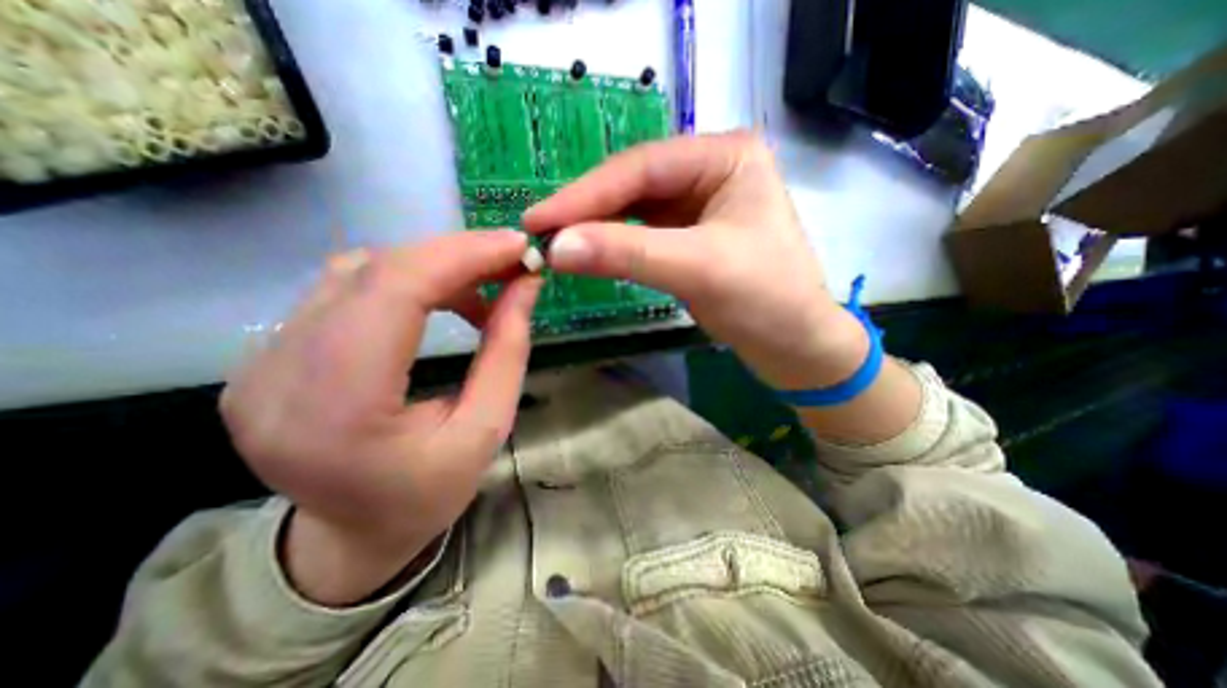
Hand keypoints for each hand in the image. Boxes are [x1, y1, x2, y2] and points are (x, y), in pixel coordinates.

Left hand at [217, 230, 539, 607]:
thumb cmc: (429, 493)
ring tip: (478, 290)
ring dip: (430, 268)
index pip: (393, 292)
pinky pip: (343, 291)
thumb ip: (508, 351)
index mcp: (337, 408)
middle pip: (372, 272)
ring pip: (357, 272)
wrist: (353, 536)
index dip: (461, 255)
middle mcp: (277, 375)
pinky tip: (436, 302)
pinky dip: (402, 283)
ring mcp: (259, 363)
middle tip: (508, 261)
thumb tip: (526, 285)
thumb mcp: (487, 428)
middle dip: (454, 255)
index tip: (516, 246)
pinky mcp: (266, 357)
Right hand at [522, 132, 865, 392]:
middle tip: (539, 233)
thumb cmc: (767, 301)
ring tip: (556, 243)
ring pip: (633, 209)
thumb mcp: (698, 269)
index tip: (538, 219)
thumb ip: (627, 253)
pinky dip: (614, 243)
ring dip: (596, 226)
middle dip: (587, 210)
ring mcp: (697, 203)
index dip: (586, 193)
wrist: (796, 347)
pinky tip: (590, 251)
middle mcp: (709, 170)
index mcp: (725, 155)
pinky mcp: (688, 236)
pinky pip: (641, 232)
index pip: (641, 167)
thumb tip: (557, 246)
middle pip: (633, 185)